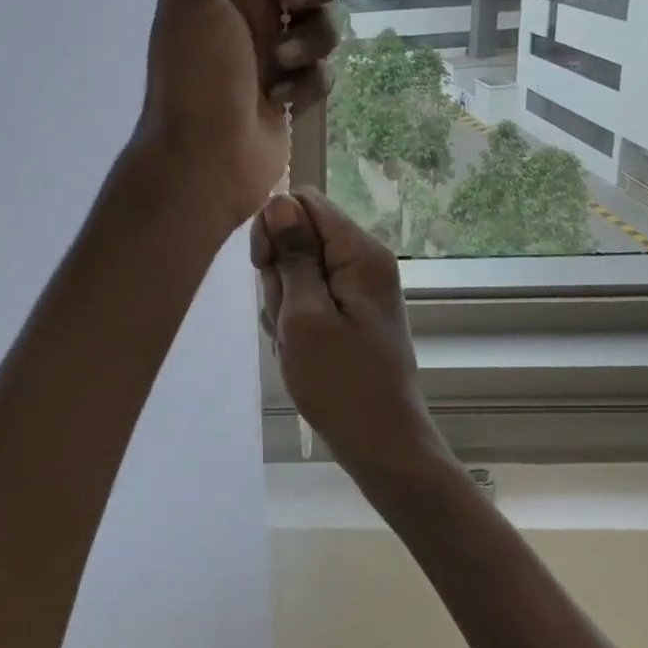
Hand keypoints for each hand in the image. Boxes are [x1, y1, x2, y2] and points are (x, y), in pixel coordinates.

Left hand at [133, 0, 353, 233]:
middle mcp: (254, 18)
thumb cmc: (193, 69)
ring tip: (280, 65)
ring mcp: (274, 59)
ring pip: (324, 29)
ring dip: (309, 42)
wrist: (200, 155)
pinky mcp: (290, 97)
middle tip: (294, 0)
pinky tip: (276, 100)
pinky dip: (304, 85)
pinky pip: (320, 76)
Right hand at [250, 188, 445, 478]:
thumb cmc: (341, 384)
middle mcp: (364, 260)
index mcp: (360, 253)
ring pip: (299, 269)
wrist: (382, 445)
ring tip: (295, 341)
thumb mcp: (304, 316)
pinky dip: (296, 318)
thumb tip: (280, 201)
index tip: (265, 268)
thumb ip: (292, 255)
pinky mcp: (351, 311)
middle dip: (279, 273)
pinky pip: (309, 295)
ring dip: (284, 301)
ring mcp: (358, 288)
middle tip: (286, 319)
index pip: (305, 203)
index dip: (275, 227)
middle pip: (300, 236)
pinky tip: (300, 349)